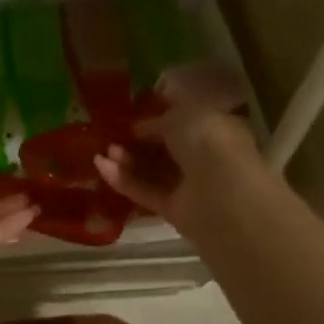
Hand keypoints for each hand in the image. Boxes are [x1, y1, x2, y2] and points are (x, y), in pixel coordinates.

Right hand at [93, 106, 263, 239]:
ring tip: (104, 150)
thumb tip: (140, 128)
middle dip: (138, 140)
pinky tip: (100, 166)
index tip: (131, 114)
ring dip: (128, 159)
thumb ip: (158, 121)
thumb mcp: (180, 117)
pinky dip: (124, 180)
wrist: (222, 195)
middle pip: (165, 148)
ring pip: (153, 171)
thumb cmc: (208, 143)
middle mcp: (205, 157)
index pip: (184, 121)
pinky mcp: (174, 210)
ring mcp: (190, 186)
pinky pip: (146, 191)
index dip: (158, 116)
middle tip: (112, 133)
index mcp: (215, 129)